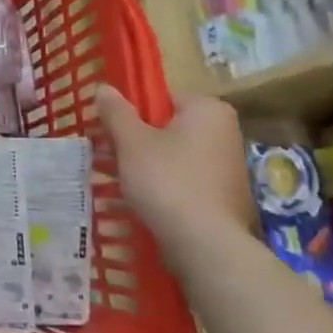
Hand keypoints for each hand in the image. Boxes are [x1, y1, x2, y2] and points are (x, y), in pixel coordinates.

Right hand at [96, 86, 255, 263]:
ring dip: (144, 164)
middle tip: (106, 156)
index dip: (130, 113)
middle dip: (134, 140)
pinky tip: (140, 200)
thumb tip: (104, 88)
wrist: (205, 244)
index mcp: (208, 110)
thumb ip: (116, 111)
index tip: (108, 131)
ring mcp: (228, 166)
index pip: (161, 98)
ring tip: (115, 180)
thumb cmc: (167, 180)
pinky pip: (184, 179)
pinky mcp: (224, 196)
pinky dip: (162, 185)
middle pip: (166, 127)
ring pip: (173, 155)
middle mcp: (225, 133)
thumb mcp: (131, 141)